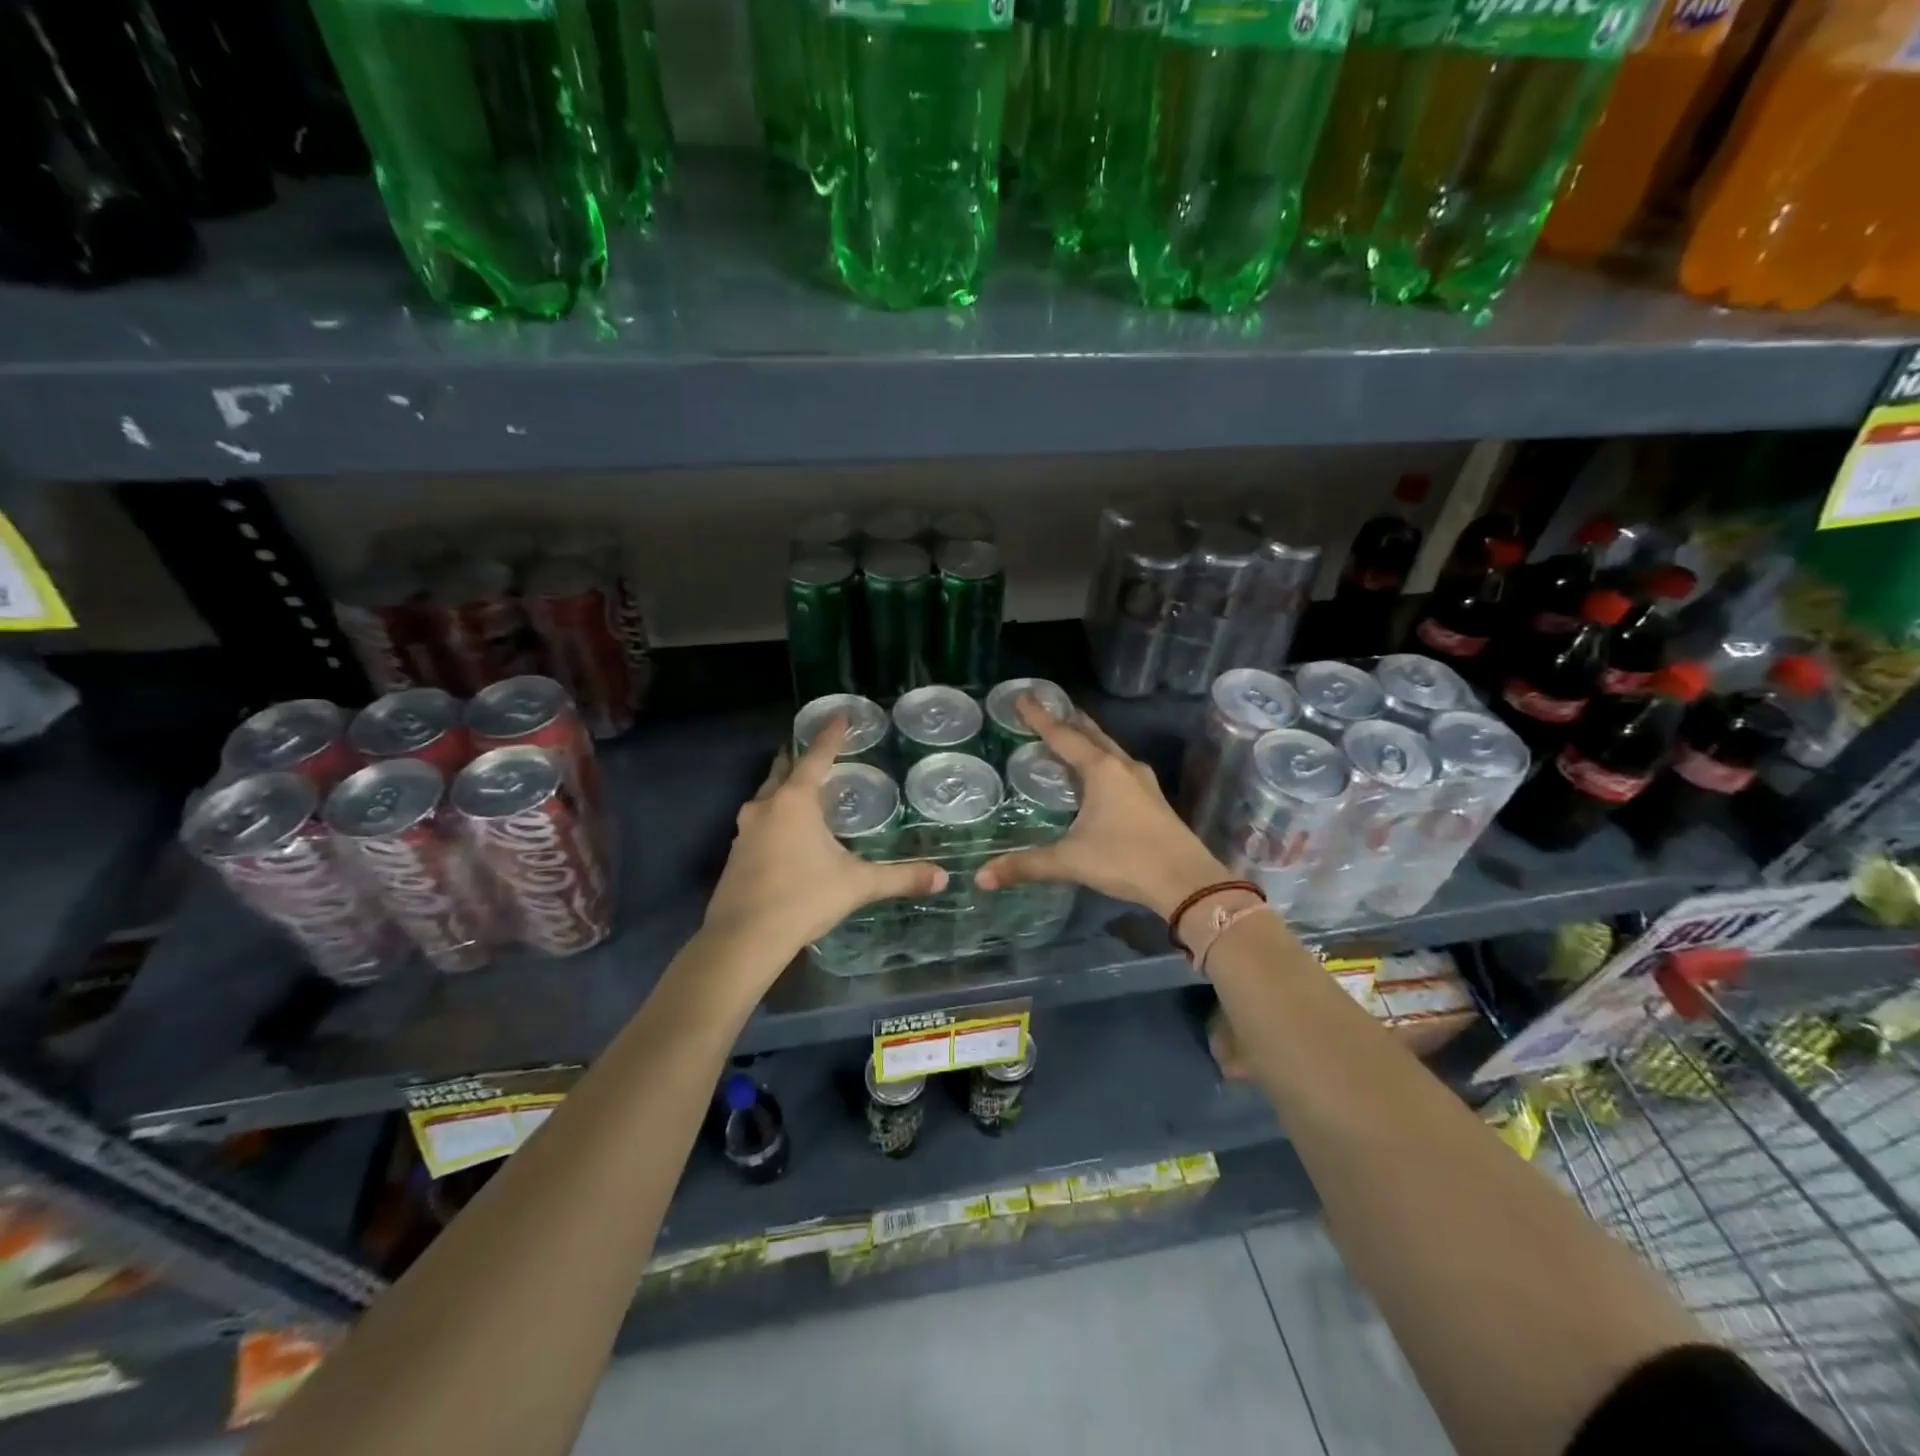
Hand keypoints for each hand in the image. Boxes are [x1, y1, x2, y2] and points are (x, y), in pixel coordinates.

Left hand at [703, 718, 946, 965]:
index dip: (831, 735)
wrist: (743, 939)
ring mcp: (745, 830)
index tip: (840, 715)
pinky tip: (787, 832)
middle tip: (817, 749)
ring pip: (767, 796)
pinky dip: (775, 814)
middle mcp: (766, 806)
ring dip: (784, 787)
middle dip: (799, 757)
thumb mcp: (857, 885)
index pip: (816, 757)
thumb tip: (943, 877)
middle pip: (783, 770)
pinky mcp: (736, 853)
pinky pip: (759, 821)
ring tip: (804, 789)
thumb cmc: (803, 899)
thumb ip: (900, 878)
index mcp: (796, 802)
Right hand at [974, 697, 1229, 920]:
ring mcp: (1143, 781)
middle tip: (1045, 709)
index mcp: (1101, 770)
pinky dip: (1101, 759)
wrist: (1188, 882)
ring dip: (1087, 739)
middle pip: (1091, 733)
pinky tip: (1095, 774)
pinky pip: (1119, 766)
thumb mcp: (1071, 860)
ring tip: (1068, 735)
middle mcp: (1123, 766)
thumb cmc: (1126, 860)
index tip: (1023, 696)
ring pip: (1109, 749)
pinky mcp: (1153, 798)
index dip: (1039, 717)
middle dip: (1067, 720)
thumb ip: (1027, 865)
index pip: (1063, 735)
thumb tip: (982, 877)